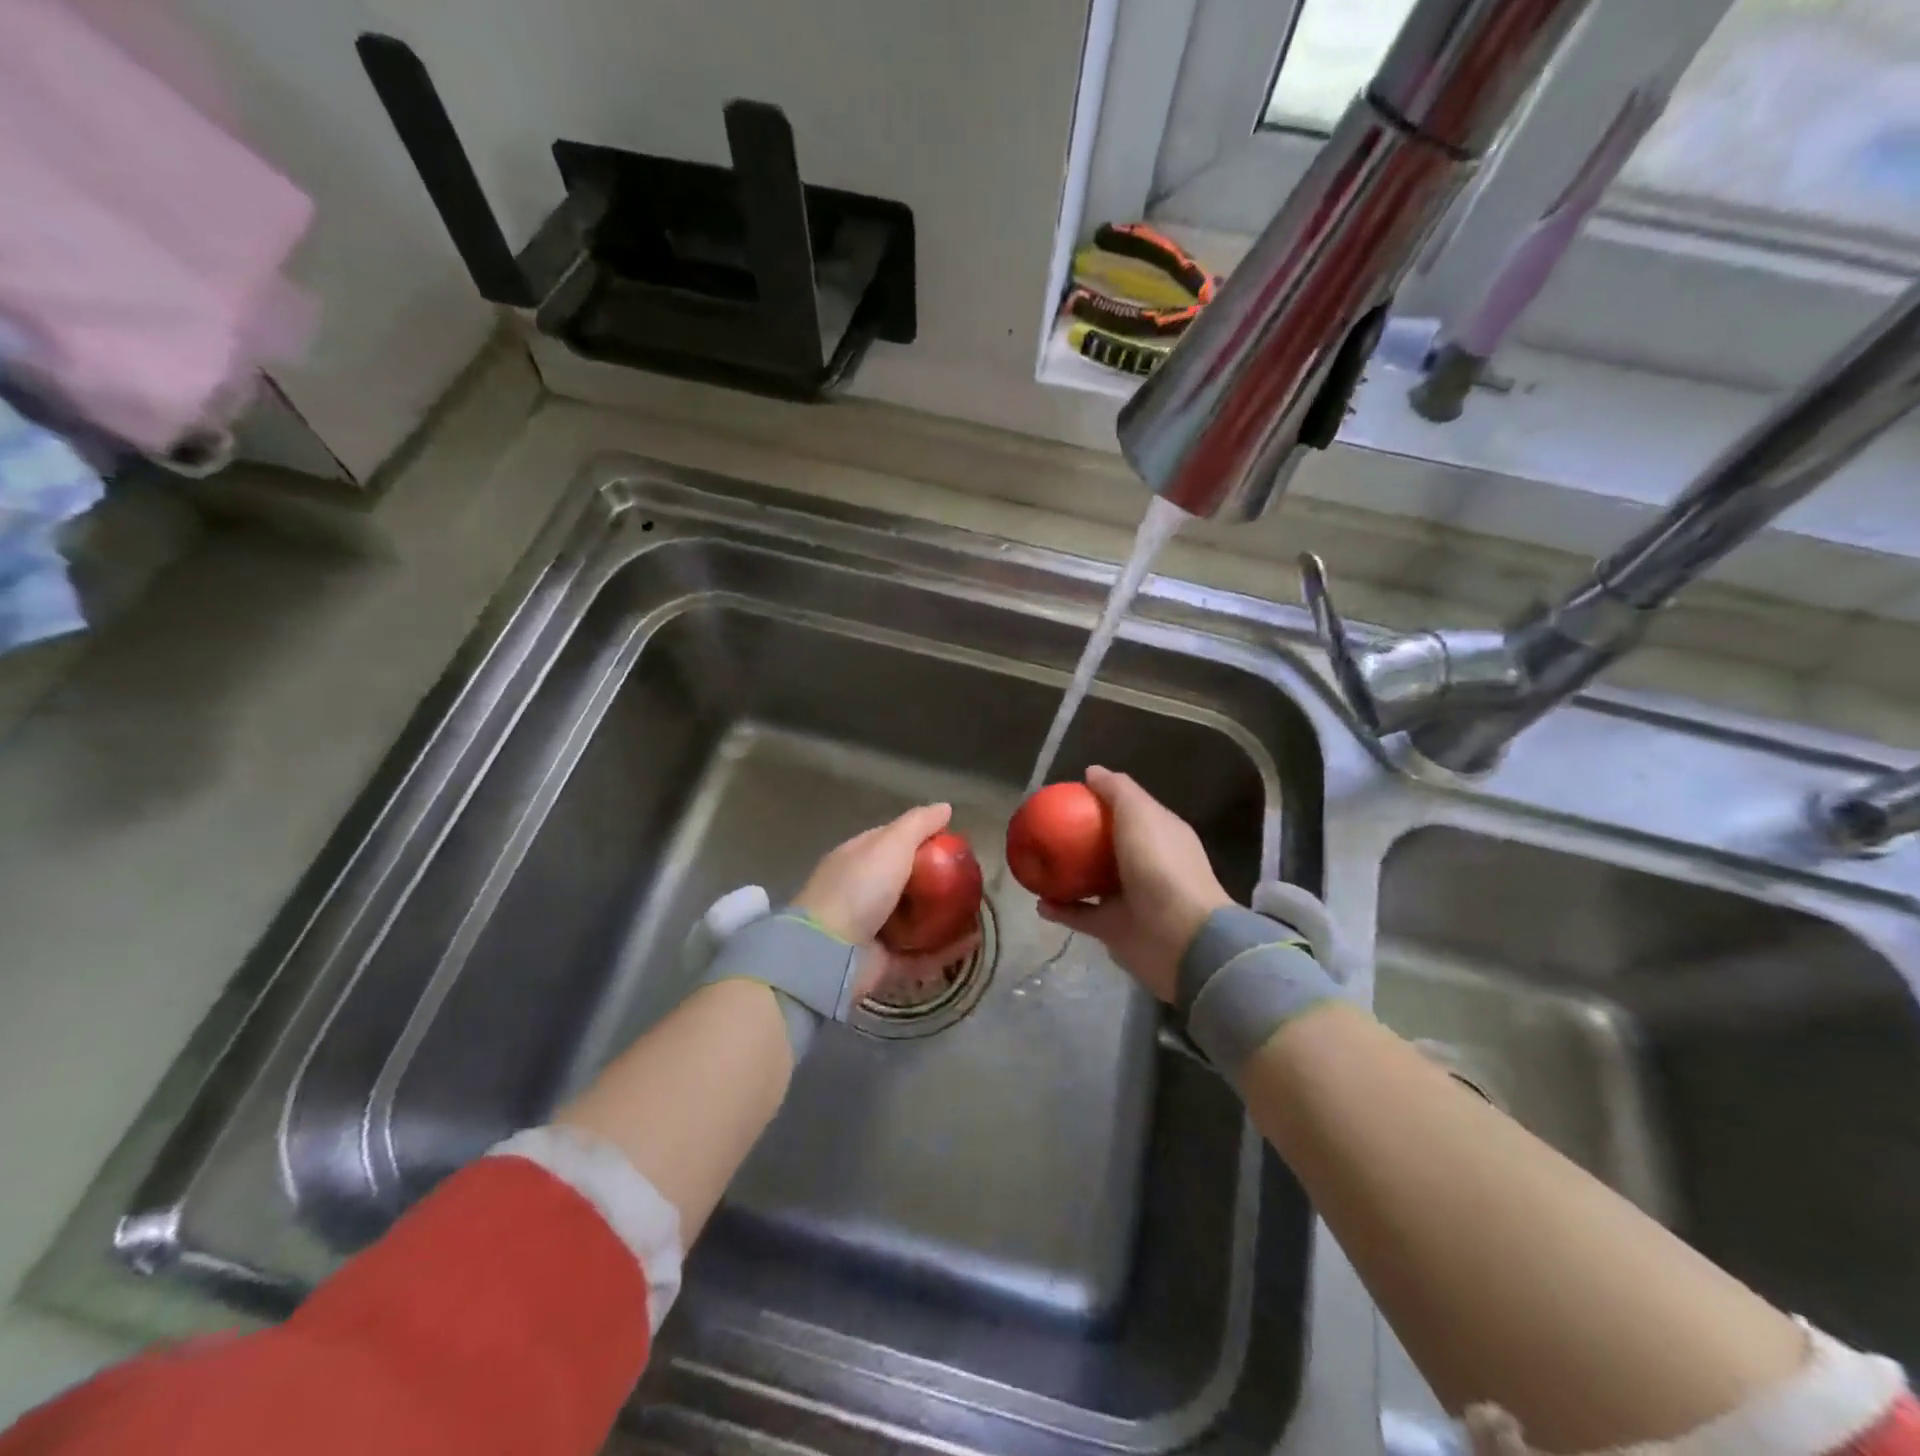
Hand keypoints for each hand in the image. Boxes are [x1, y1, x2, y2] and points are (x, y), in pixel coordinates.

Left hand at [795, 803, 981, 1000]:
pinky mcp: (885, 963)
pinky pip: (922, 955)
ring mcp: (873, 930)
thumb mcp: (890, 845)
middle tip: (970, 878)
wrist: (830, 953)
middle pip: (906, 881)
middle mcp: (863, 892)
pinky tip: (973, 942)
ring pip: (915, 919)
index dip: (921, 837)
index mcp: (857, 859)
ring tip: (976, 910)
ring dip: (944, 916)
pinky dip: (946, 950)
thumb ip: (918, 824)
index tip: (952, 842)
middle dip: (937, 880)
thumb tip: (946, 807)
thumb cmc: (859, 888)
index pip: (891, 841)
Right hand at [1037, 766, 1229, 1002]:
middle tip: (1046, 830)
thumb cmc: (1161, 866)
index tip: (1067, 796)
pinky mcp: (1115, 928)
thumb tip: (1092, 771)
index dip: (1100, 800)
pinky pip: (1081, 915)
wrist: (1180, 937)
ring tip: (1036, 865)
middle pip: (1107, 845)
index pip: (1128, 810)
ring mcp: (1130, 898)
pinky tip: (1039, 902)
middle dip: (1079, 838)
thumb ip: (1117, 790)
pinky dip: (1061, 909)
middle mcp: (1145, 864)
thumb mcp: (1140, 815)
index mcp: (1157, 834)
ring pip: (1091, 882)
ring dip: (1066, 875)